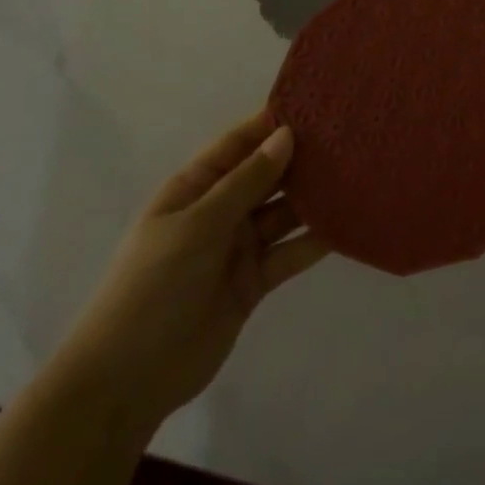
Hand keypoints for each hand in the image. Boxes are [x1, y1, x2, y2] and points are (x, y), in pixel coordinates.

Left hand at [65, 111, 329, 423]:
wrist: (127, 380)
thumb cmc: (154, 285)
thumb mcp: (198, 224)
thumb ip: (246, 182)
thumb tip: (286, 136)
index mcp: (195, 187)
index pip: (238, 144)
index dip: (272, 123)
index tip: (316, 105)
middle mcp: (219, 211)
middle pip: (266, 176)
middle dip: (301, 158)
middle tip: (349, 137)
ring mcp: (237, 247)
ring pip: (283, 213)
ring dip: (313, 198)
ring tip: (357, 176)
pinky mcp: (254, 282)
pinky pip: (289, 253)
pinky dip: (314, 241)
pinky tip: (347, 225)